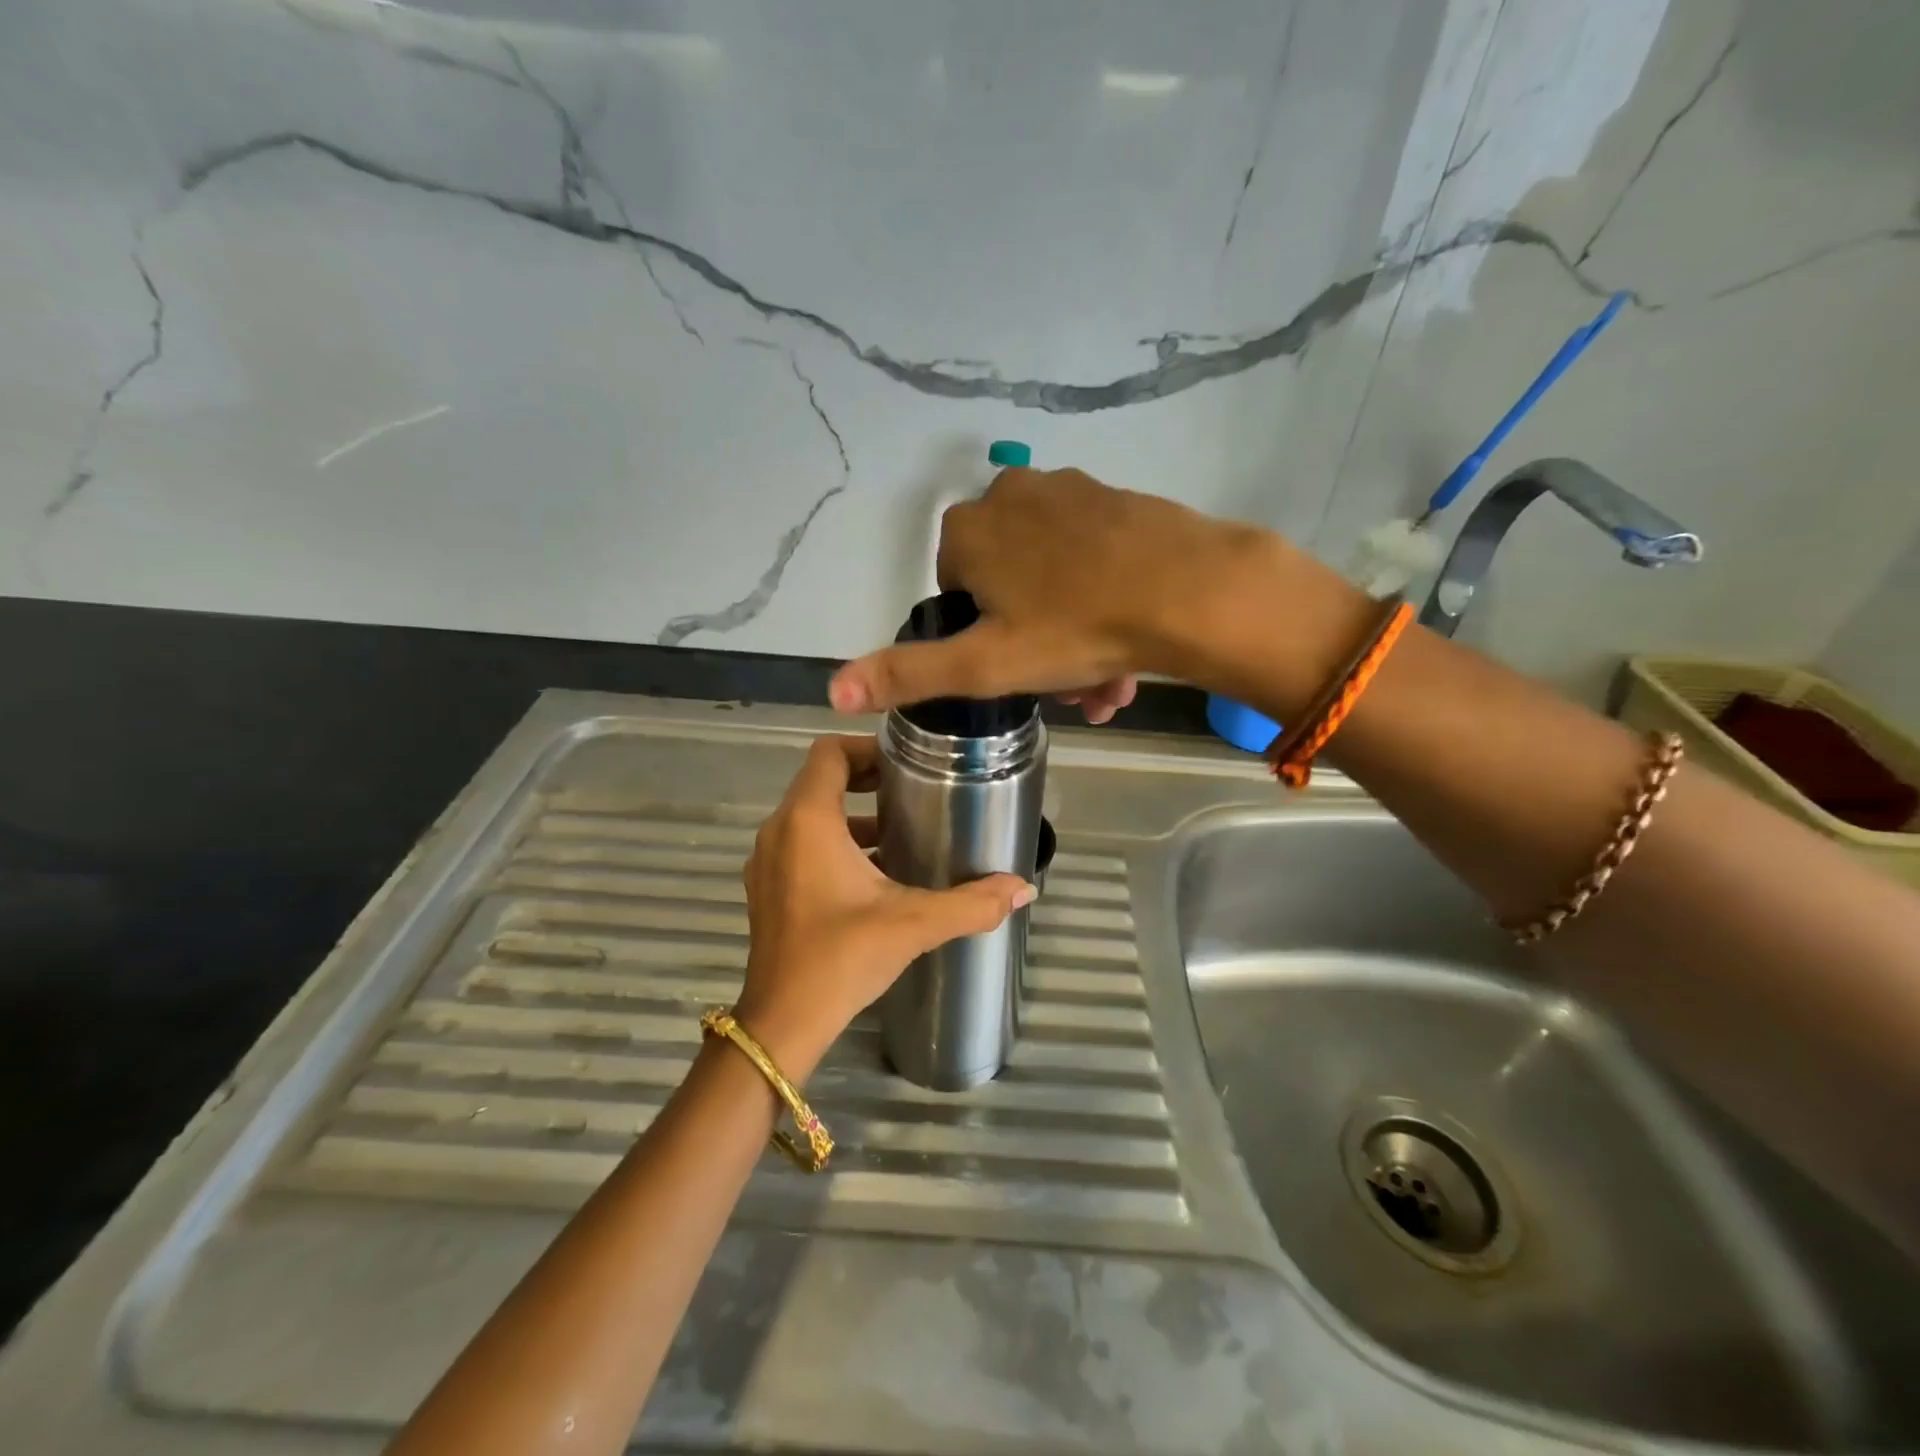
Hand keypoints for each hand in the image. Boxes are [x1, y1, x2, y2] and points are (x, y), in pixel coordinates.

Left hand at [735, 735, 1035, 1077]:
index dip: (867, 748)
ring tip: (899, 830)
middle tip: (912, 790)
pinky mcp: (766, 888)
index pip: (829, 752)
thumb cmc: (842, 956)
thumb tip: (1024, 889)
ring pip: (809, 814)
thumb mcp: (914, 923)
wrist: (783, 1021)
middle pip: (820, 780)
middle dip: (865, 779)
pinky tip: (873, 873)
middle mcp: (779, 830)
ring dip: (851, 814)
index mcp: (808, 821)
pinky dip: (833, 842)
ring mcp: (767, 860)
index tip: (905, 762)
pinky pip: (799, 843)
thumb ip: (971, 903)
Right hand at [827, 467, 1279, 716]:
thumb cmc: (1074, 629)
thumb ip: (906, 674)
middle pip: (1007, 584)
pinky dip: (1100, 598)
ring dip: (1069, 631)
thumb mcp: (984, 664)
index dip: (982, 637)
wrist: (1188, 591)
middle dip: (1032, 641)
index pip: (955, 590)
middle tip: (1069, 690)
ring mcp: (1067, 490)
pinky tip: (1128, 641)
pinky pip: (1091, 556)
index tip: (1017, 672)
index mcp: (970, 531)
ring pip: (1052, 575)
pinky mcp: (1116, 497)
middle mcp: (1009, 494)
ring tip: (1105, 683)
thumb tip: (831, 689)